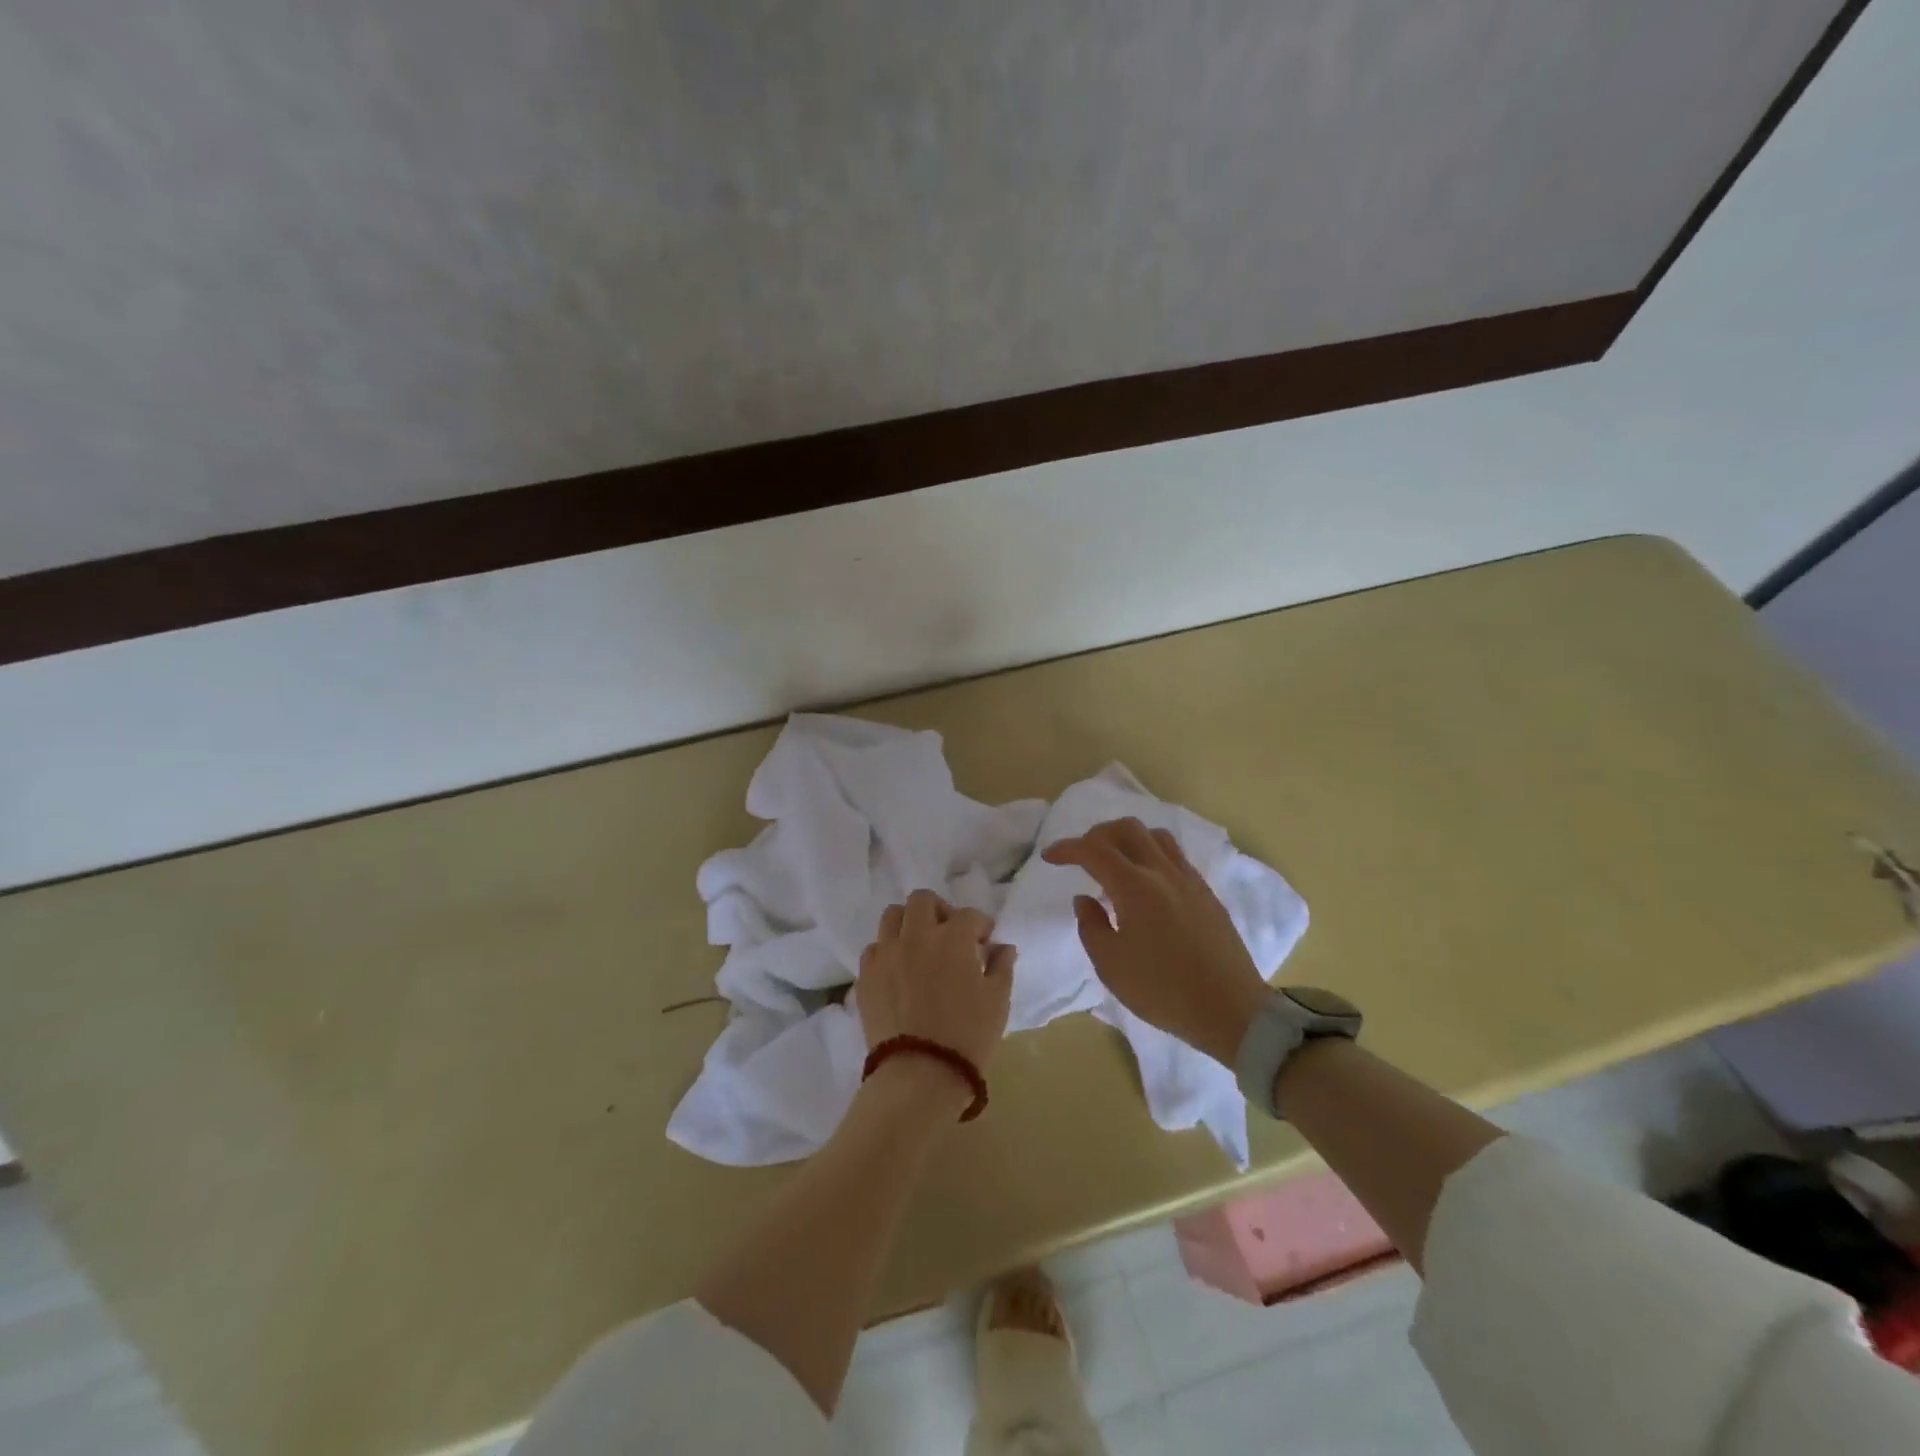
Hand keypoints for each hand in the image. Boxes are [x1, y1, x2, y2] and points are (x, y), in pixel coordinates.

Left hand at [857, 889, 1015, 1075]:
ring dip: (908, 923)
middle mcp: (916, 935)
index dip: (981, 926)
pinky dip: (887, 951)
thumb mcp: (997, 1001)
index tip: (985, 943)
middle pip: (922, 900)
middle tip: (949, 935)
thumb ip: (1001, 967)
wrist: (920, 1073)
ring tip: (919, 946)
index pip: (969, 915)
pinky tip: (898, 970)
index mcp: (952, 938)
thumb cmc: (968, 1036)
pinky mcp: (866, 975)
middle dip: (939, 910)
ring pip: (892, 916)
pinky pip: (874, 948)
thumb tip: (1002, 947)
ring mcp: (887, 953)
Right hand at [1043, 818, 1266, 1066]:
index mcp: (1135, 887)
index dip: (1067, 848)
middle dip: (1097, 835)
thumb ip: (1091, 926)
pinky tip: (1146, 883)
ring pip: (1155, 836)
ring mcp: (1189, 880)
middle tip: (1082, 856)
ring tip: (1116, 865)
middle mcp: (1162, 872)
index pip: (1093, 850)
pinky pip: (1175, 856)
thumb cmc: (1163, 991)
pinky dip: (1152, 855)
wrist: (1231, 1010)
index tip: (1050, 857)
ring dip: (1129, 839)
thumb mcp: (1111, 966)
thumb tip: (1085, 898)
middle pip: (1127, 829)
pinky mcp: (1207, 893)